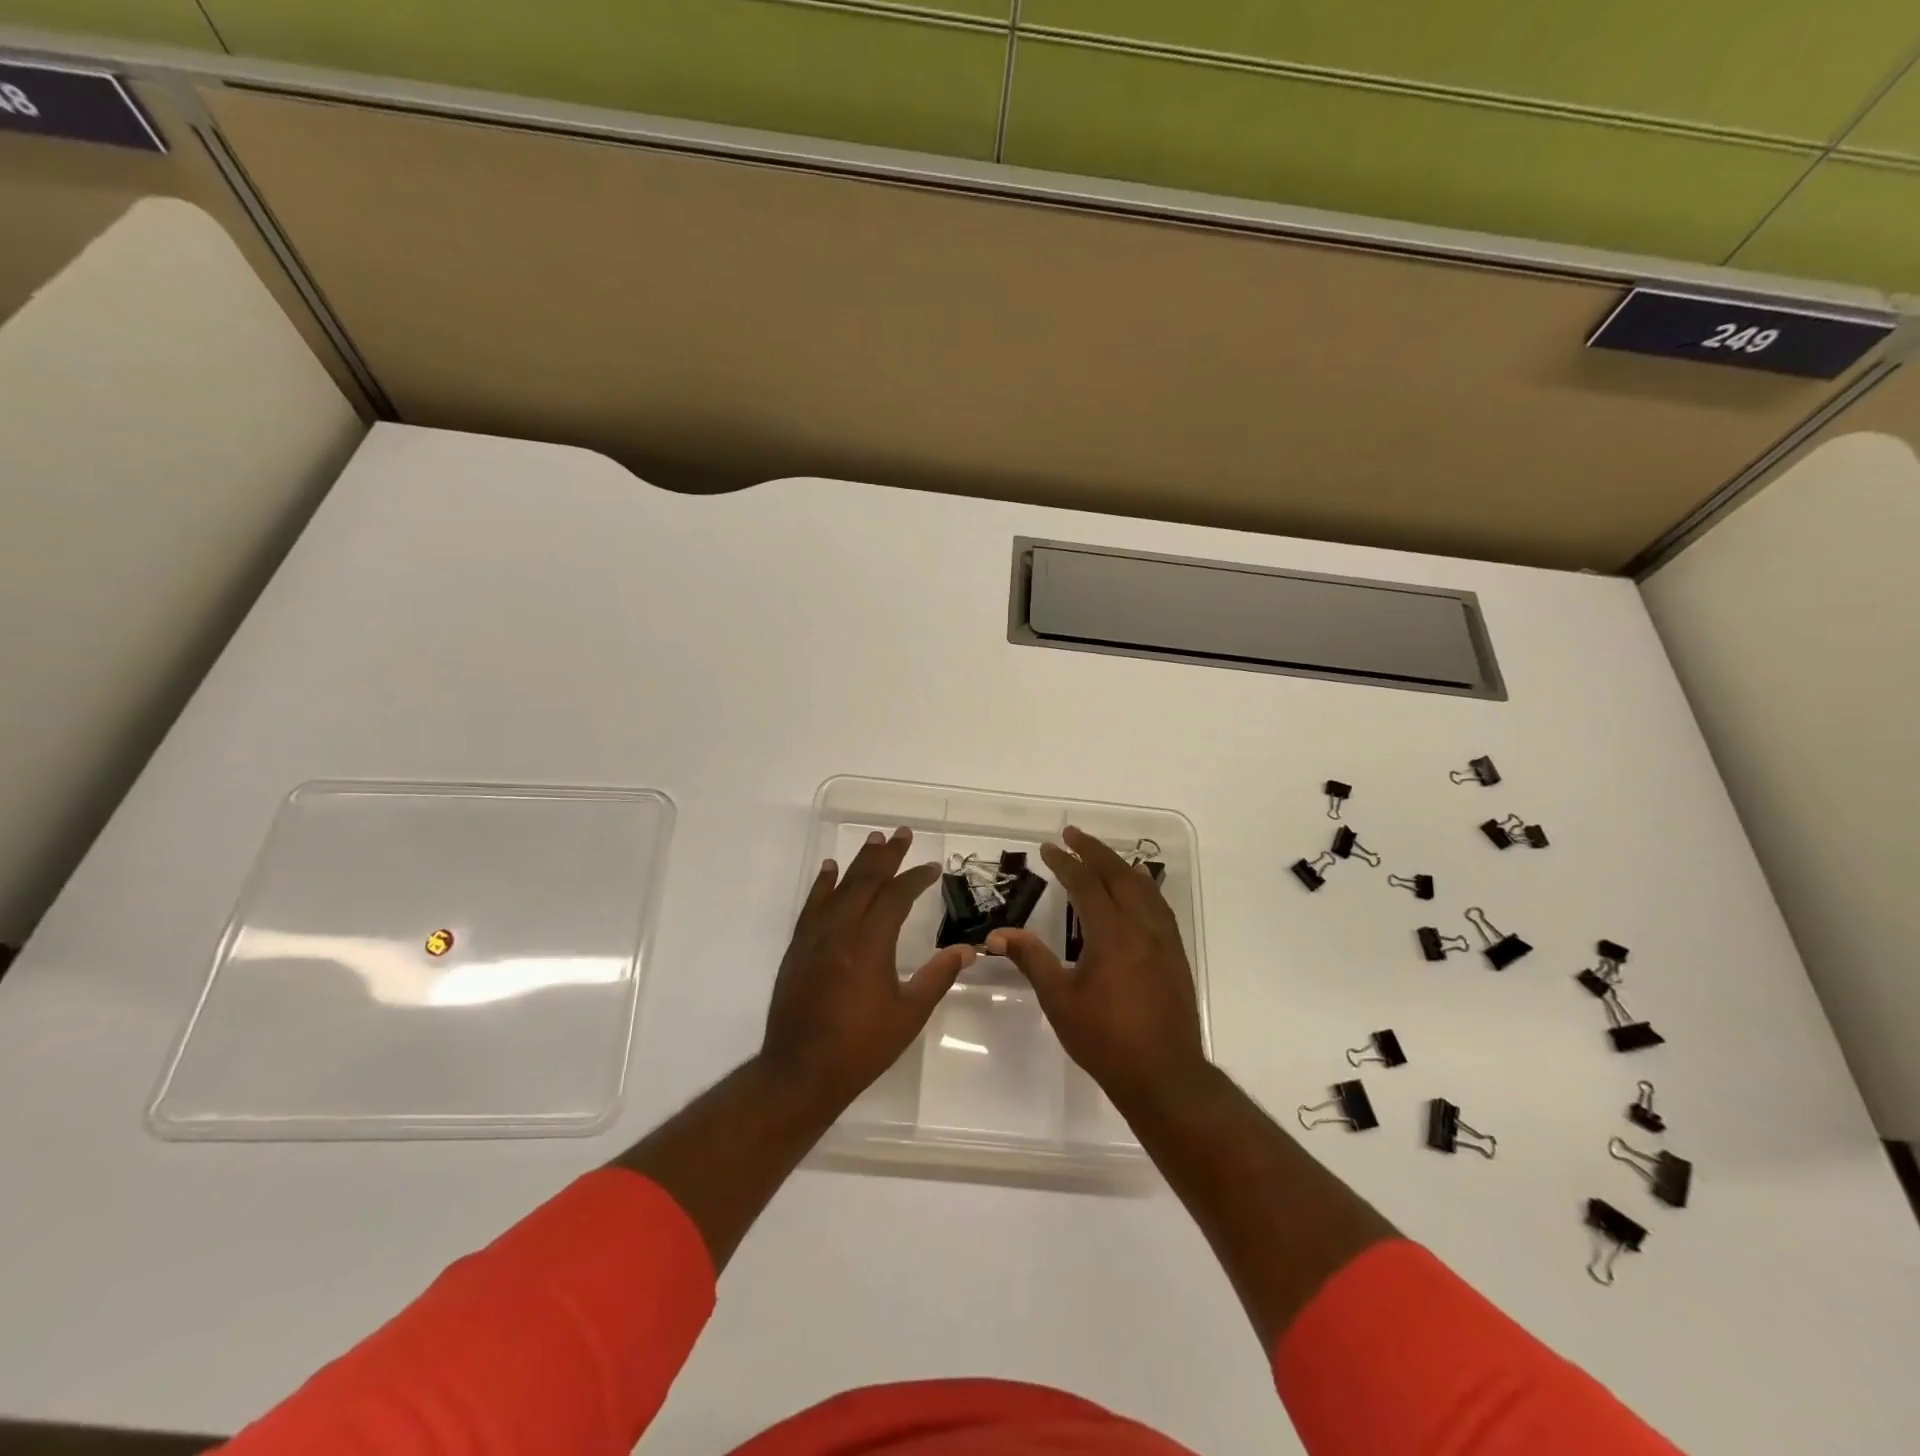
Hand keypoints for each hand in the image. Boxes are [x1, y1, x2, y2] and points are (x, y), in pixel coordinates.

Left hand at [760, 826, 972, 1113]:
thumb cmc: (860, 1047)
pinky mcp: (798, 948)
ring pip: (839, 888)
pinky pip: (812, 906)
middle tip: (902, 833)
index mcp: (870, 944)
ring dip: (858, 863)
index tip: (931, 868)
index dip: (915, 878)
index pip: (896, 897)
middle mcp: (841, 930)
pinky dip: (822, 884)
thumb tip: (968, 950)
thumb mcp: (908, 1015)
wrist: (800, 1072)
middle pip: (866, 881)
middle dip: (887, 856)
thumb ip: (937, 977)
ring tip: (874, 840)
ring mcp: (815, 937)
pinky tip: (829, 870)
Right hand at [989, 825, 1208, 1110]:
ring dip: (1120, 865)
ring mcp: (1164, 940)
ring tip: (1102, 856)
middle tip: (1072, 834)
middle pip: (1119, 874)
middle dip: (1094, 850)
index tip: (1048, 847)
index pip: (1086, 883)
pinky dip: (1142, 887)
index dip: (1066, 862)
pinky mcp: (1175, 955)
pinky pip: (1159, 906)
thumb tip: (998, 934)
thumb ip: (1031, 959)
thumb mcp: (1059, 999)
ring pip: (1144, 887)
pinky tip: (1136, 893)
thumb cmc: (1105, 1038)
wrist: (1164, 1075)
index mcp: (1112, 934)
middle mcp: (1142, 926)